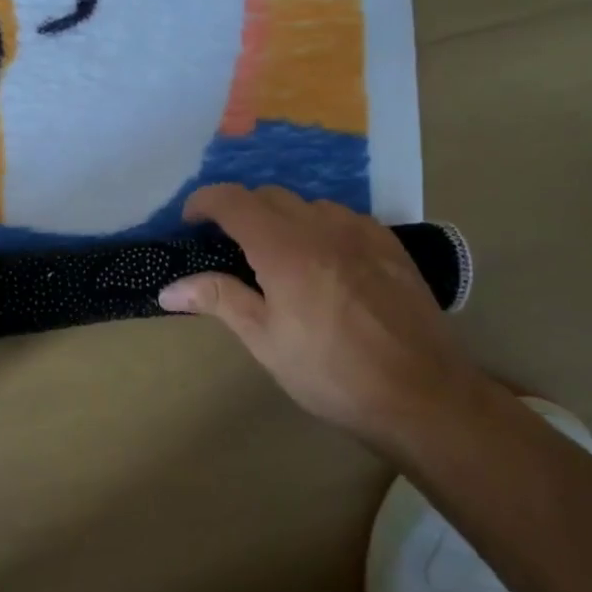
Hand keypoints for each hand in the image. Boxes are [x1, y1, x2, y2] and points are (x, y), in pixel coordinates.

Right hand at [159, 184, 484, 450]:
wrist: (422, 395)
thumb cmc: (332, 373)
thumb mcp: (266, 341)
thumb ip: (219, 300)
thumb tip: (168, 288)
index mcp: (284, 248)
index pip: (233, 201)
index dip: (204, 202)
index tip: (190, 221)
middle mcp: (322, 226)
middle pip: (269, 196)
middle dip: (240, 211)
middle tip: (228, 247)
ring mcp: (362, 231)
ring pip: (307, 204)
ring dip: (282, 218)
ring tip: (277, 256)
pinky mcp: (390, 244)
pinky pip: (343, 218)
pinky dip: (319, 227)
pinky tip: (324, 262)